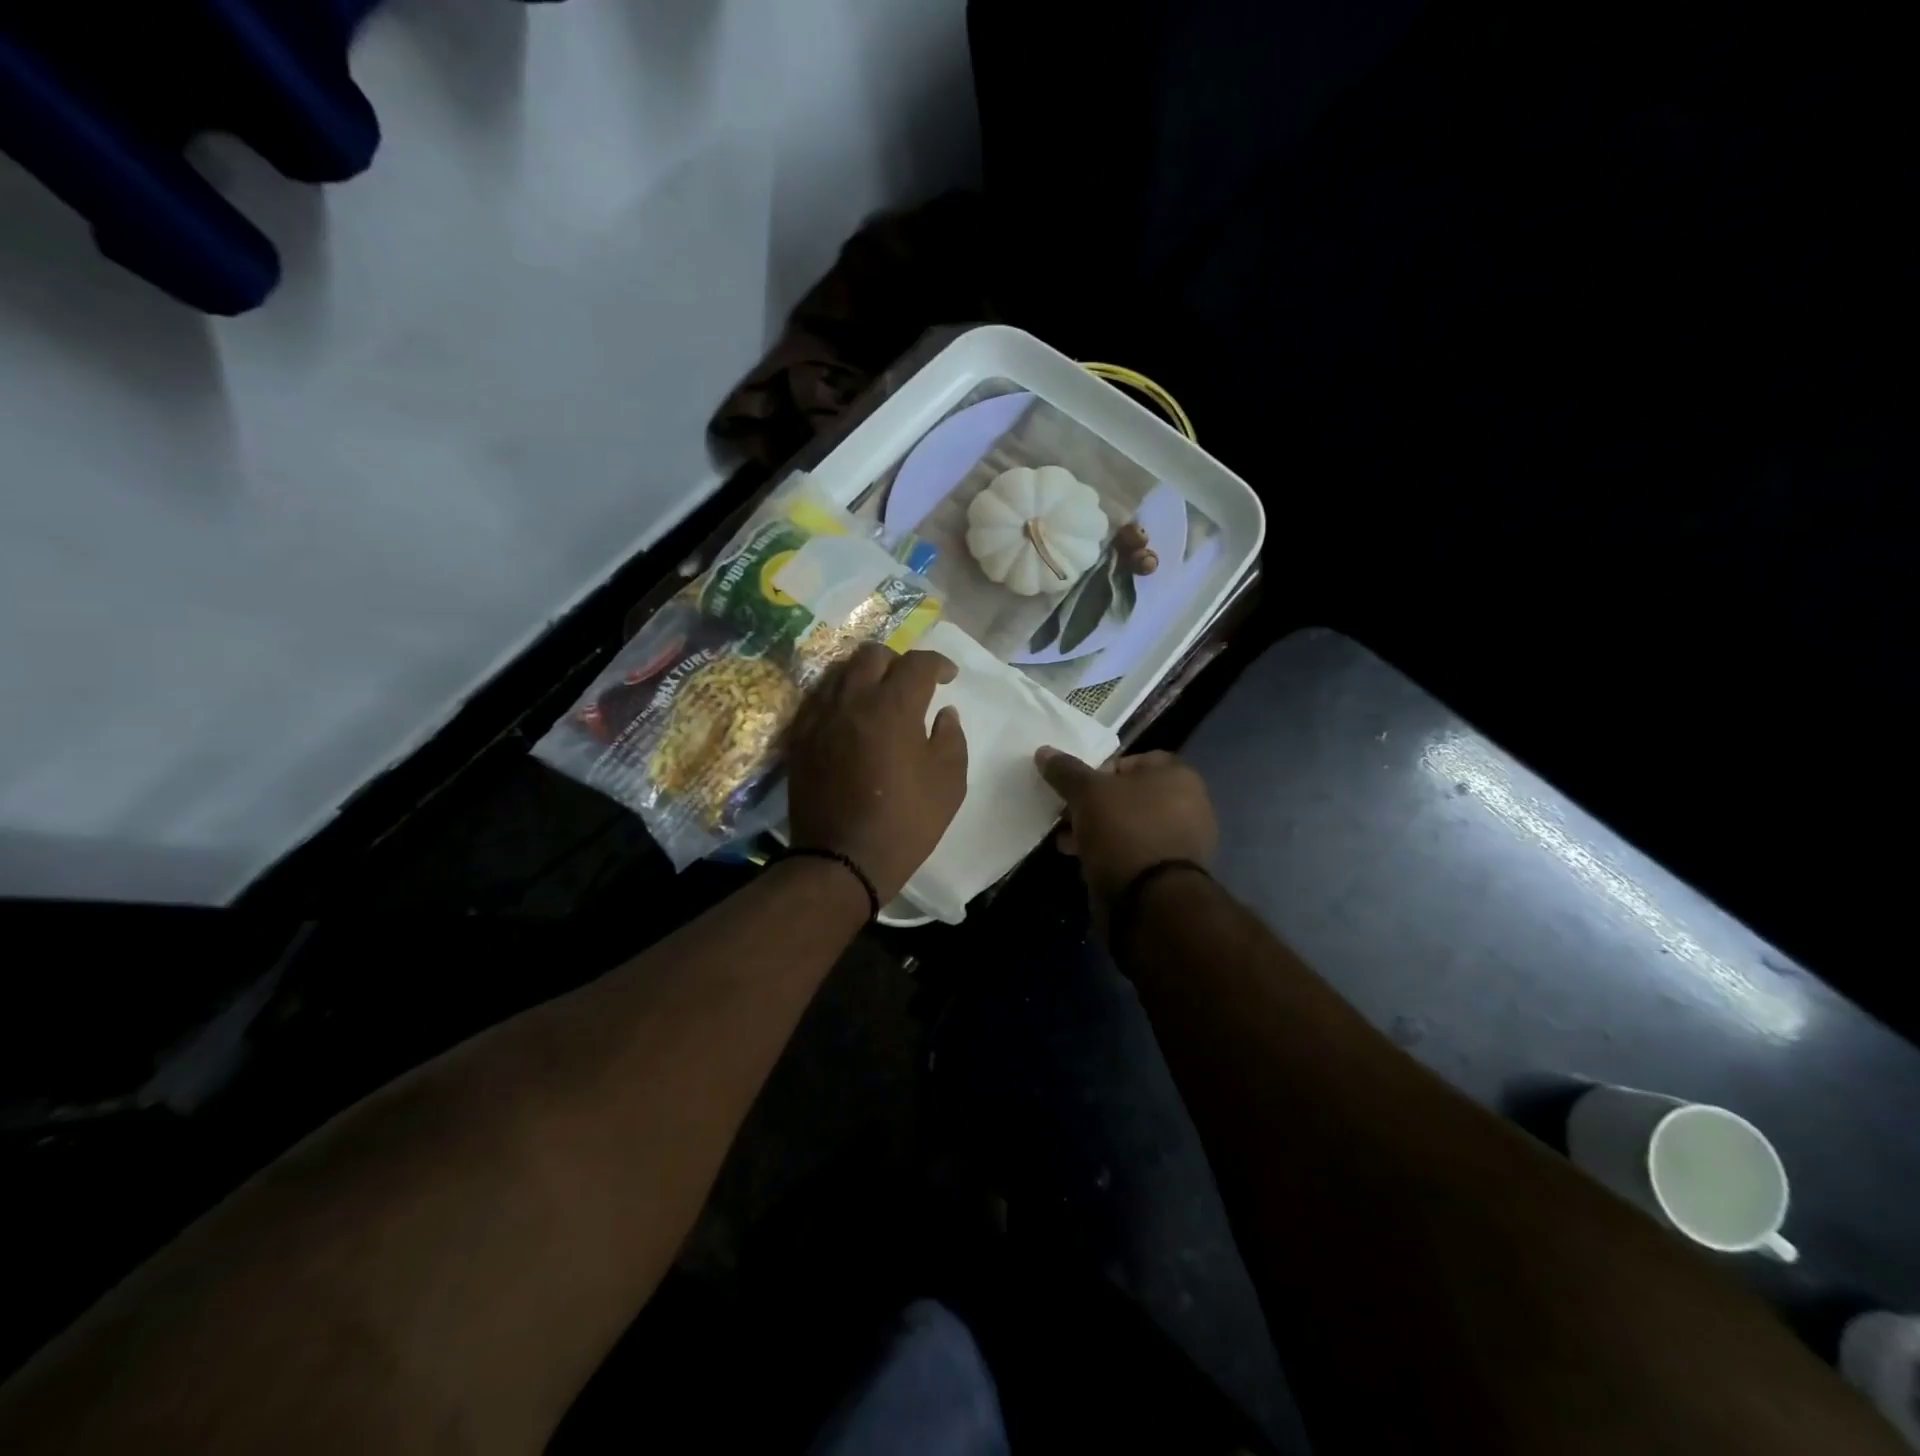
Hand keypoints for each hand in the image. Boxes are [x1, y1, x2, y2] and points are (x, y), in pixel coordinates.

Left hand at [787, 644, 968, 902]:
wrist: (843, 859)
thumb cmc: (906, 822)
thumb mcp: (949, 782)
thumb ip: (951, 738)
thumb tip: (944, 713)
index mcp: (893, 706)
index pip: (917, 663)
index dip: (938, 664)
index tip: (948, 677)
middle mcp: (852, 700)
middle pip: (872, 655)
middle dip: (898, 662)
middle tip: (911, 685)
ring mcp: (819, 716)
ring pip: (840, 671)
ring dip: (865, 675)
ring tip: (879, 697)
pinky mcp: (799, 737)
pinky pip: (819, 698)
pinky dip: (840, 697)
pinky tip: (851, 718)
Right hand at [1035, 748, 1217, 905]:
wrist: (1150, 899)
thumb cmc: (1124, 829)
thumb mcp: (1087, 793)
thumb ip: (1066, 771)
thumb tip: (1044, 752)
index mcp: (1178, 775)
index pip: (1131, 761)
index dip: (1099, 771)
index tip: (1075, 788)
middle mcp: (1189, 804)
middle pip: (1128, 796)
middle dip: (1093, 806)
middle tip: (1066, 817)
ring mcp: (1183, 841)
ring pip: (1129, 826)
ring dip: (1097, 831)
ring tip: (1068, 844)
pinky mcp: (1171, 873)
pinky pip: (1134, 853)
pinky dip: (1111, 854)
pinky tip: (1086, 864)